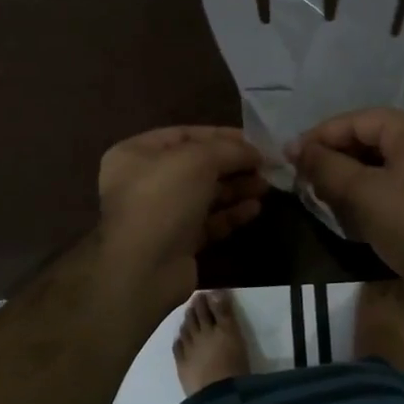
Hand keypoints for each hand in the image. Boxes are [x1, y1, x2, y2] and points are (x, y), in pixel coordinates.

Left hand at [97, 127, 266, 310]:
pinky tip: (254, 209)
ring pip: (205, 195)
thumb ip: (229, 150)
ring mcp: (161, 214)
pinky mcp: (177, 243)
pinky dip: (230, 214)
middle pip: (197, 166)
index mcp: (137, 154)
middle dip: (232, 164)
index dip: (221, 136)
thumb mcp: (197, 160)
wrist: (143, 268)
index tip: (255, 141)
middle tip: (265, 166)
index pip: (184, 135)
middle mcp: (145, 181)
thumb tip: (255, 151)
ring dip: (236, 188)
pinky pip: (208, 222)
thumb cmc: (163, 199)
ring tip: (266, 186)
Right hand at [287, 108, 403, 303]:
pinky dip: (368, 187)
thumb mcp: (362, 193)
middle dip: (334, 157)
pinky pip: (393, 178)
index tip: (291, 155)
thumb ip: (326, 165)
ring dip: (348, 174)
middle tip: (303, 176)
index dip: (321, 136)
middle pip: (369, 137)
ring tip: (321, 192)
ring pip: (379, 160)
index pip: (358, 120)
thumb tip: (294, 147)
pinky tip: (347, 206)